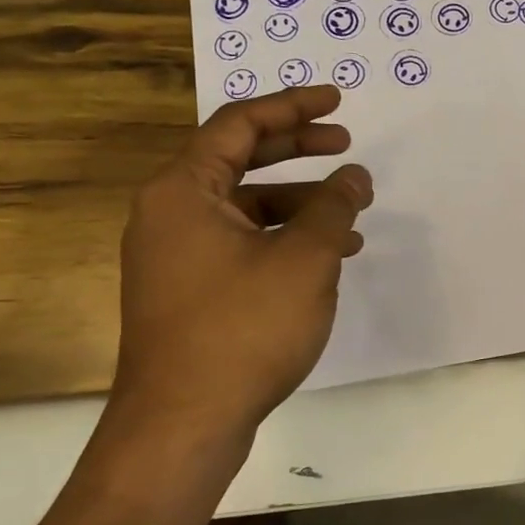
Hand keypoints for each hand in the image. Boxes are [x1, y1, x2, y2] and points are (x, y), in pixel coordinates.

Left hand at [108, 86, 372, 456]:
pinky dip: (284, 238)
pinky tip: (328, 256)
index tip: (336, 100)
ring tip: (352, 211)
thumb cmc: (242, 328)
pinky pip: (242, 243)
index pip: (239, 124)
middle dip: (297, 148)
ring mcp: (176, 256)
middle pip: (239, 159)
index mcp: (183, 191)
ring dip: (300, 202)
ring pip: (246, 207)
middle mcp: (170, 214)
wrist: (183, 424)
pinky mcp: (190, 290)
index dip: (292, 106)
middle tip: (345, 141)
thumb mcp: (304, 258)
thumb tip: (353, 176)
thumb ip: (333, 206)